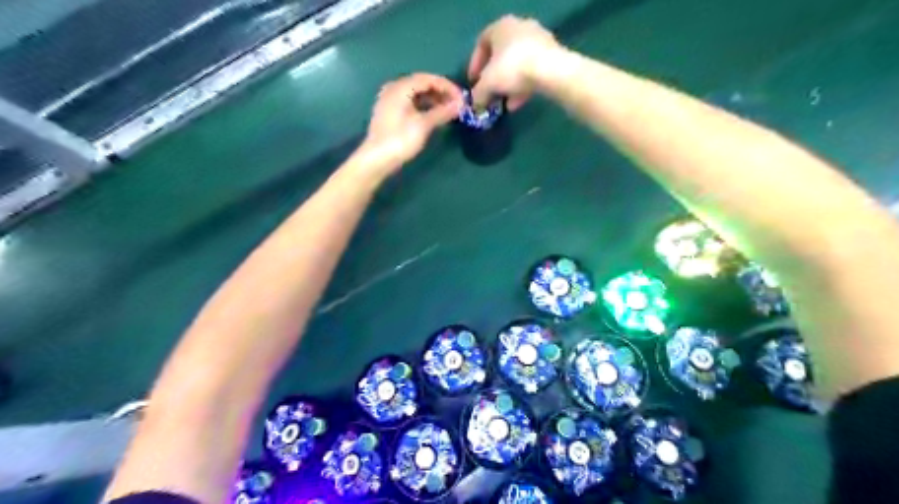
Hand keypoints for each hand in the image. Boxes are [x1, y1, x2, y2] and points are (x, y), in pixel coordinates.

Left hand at [361, 73, 461, 169]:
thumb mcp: (423, 125)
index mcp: (401, 87)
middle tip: (456, 105)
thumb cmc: (400, 140)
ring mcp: (389, 100)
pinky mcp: (389, 113)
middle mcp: (394, 88)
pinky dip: (423, 107)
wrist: (376, 159)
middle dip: (440, 93)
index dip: (447, 86)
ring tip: (447, 111)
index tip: (461, 98)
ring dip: (433, 100)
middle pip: (421, 84)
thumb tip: (460, 104)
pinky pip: (410, 103)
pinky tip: (432, 116)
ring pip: (415, 94)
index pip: (428, 79)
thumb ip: (442, 112)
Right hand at [466, 15, 558, 109]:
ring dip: (508, 86)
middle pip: (501, 55)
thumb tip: (475, 105)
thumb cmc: (512, 68)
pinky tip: (517, 104)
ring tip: (503, 104)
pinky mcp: (552, 56)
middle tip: (489, 93)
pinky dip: (522, 87)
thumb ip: (478, 94)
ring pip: (517, 66)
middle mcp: (520, 28)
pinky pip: (532, 72)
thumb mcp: (487, 84)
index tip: (474, 82)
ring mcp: (538, 41)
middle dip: (494, 78)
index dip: (475, 64)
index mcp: (501, 27)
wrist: (551, 70)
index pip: (482, 43)